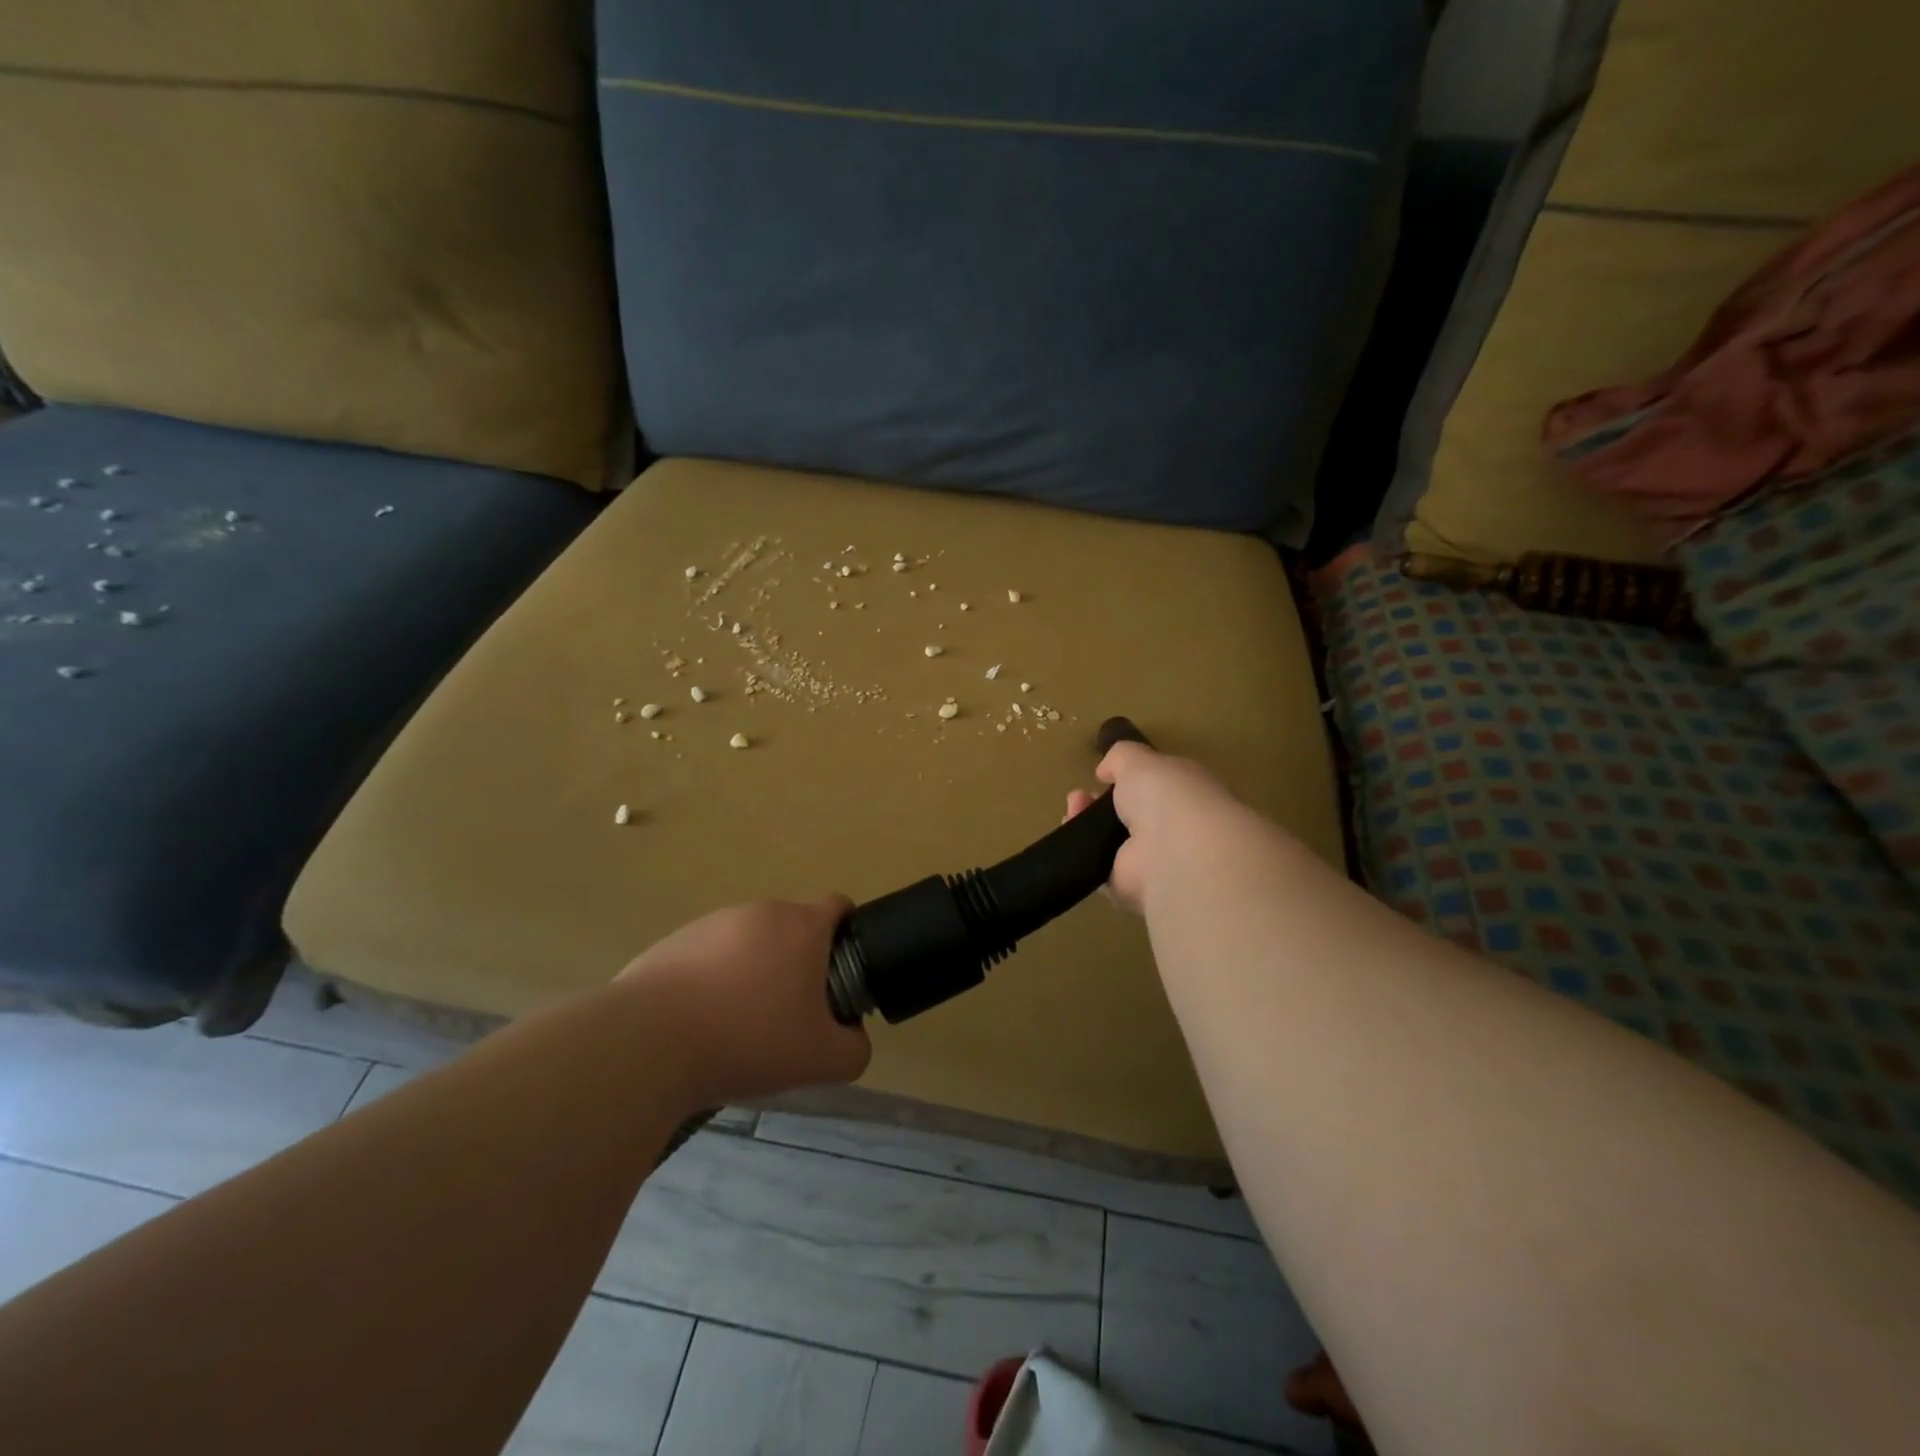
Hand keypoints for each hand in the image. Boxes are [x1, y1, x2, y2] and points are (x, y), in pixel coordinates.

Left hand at [616, 897, 870, 1107]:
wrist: (648, 1043)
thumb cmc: (749, 1039)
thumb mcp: (821, 1059)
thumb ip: (854, 1048)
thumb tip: (852, 1037)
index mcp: (801, 925)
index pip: (838, 906)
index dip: (848, 934)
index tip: (842, 972)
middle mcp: (759, 911)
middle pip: (793, 927)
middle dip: (799, 962)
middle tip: (793, 1013)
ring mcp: (712, 923)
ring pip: (749, 942)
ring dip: (755, 971)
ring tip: (740, 1025)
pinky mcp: (673, 942)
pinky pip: (708, 956)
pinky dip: (714, 982)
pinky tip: (700, 1026)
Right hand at [1064, 742, 1253, 913]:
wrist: (1175, 854)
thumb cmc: (1167, 796)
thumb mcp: (1140, 760)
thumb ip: (1122, 758)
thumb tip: (1106, 770)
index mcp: (1186, 796)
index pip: (1156, 788)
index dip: (1128, 781)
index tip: (1102, 776)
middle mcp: (1173, 830)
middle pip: (1130, 817)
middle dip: (1100, 804)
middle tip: (1079, 797)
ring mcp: (1153, 862)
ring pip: (1112, 843)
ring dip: (1087, 825)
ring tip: (1071, 810)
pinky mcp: (1131, 890)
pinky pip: (1101, 870)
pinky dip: (1083, 853)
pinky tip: (1071, 835)